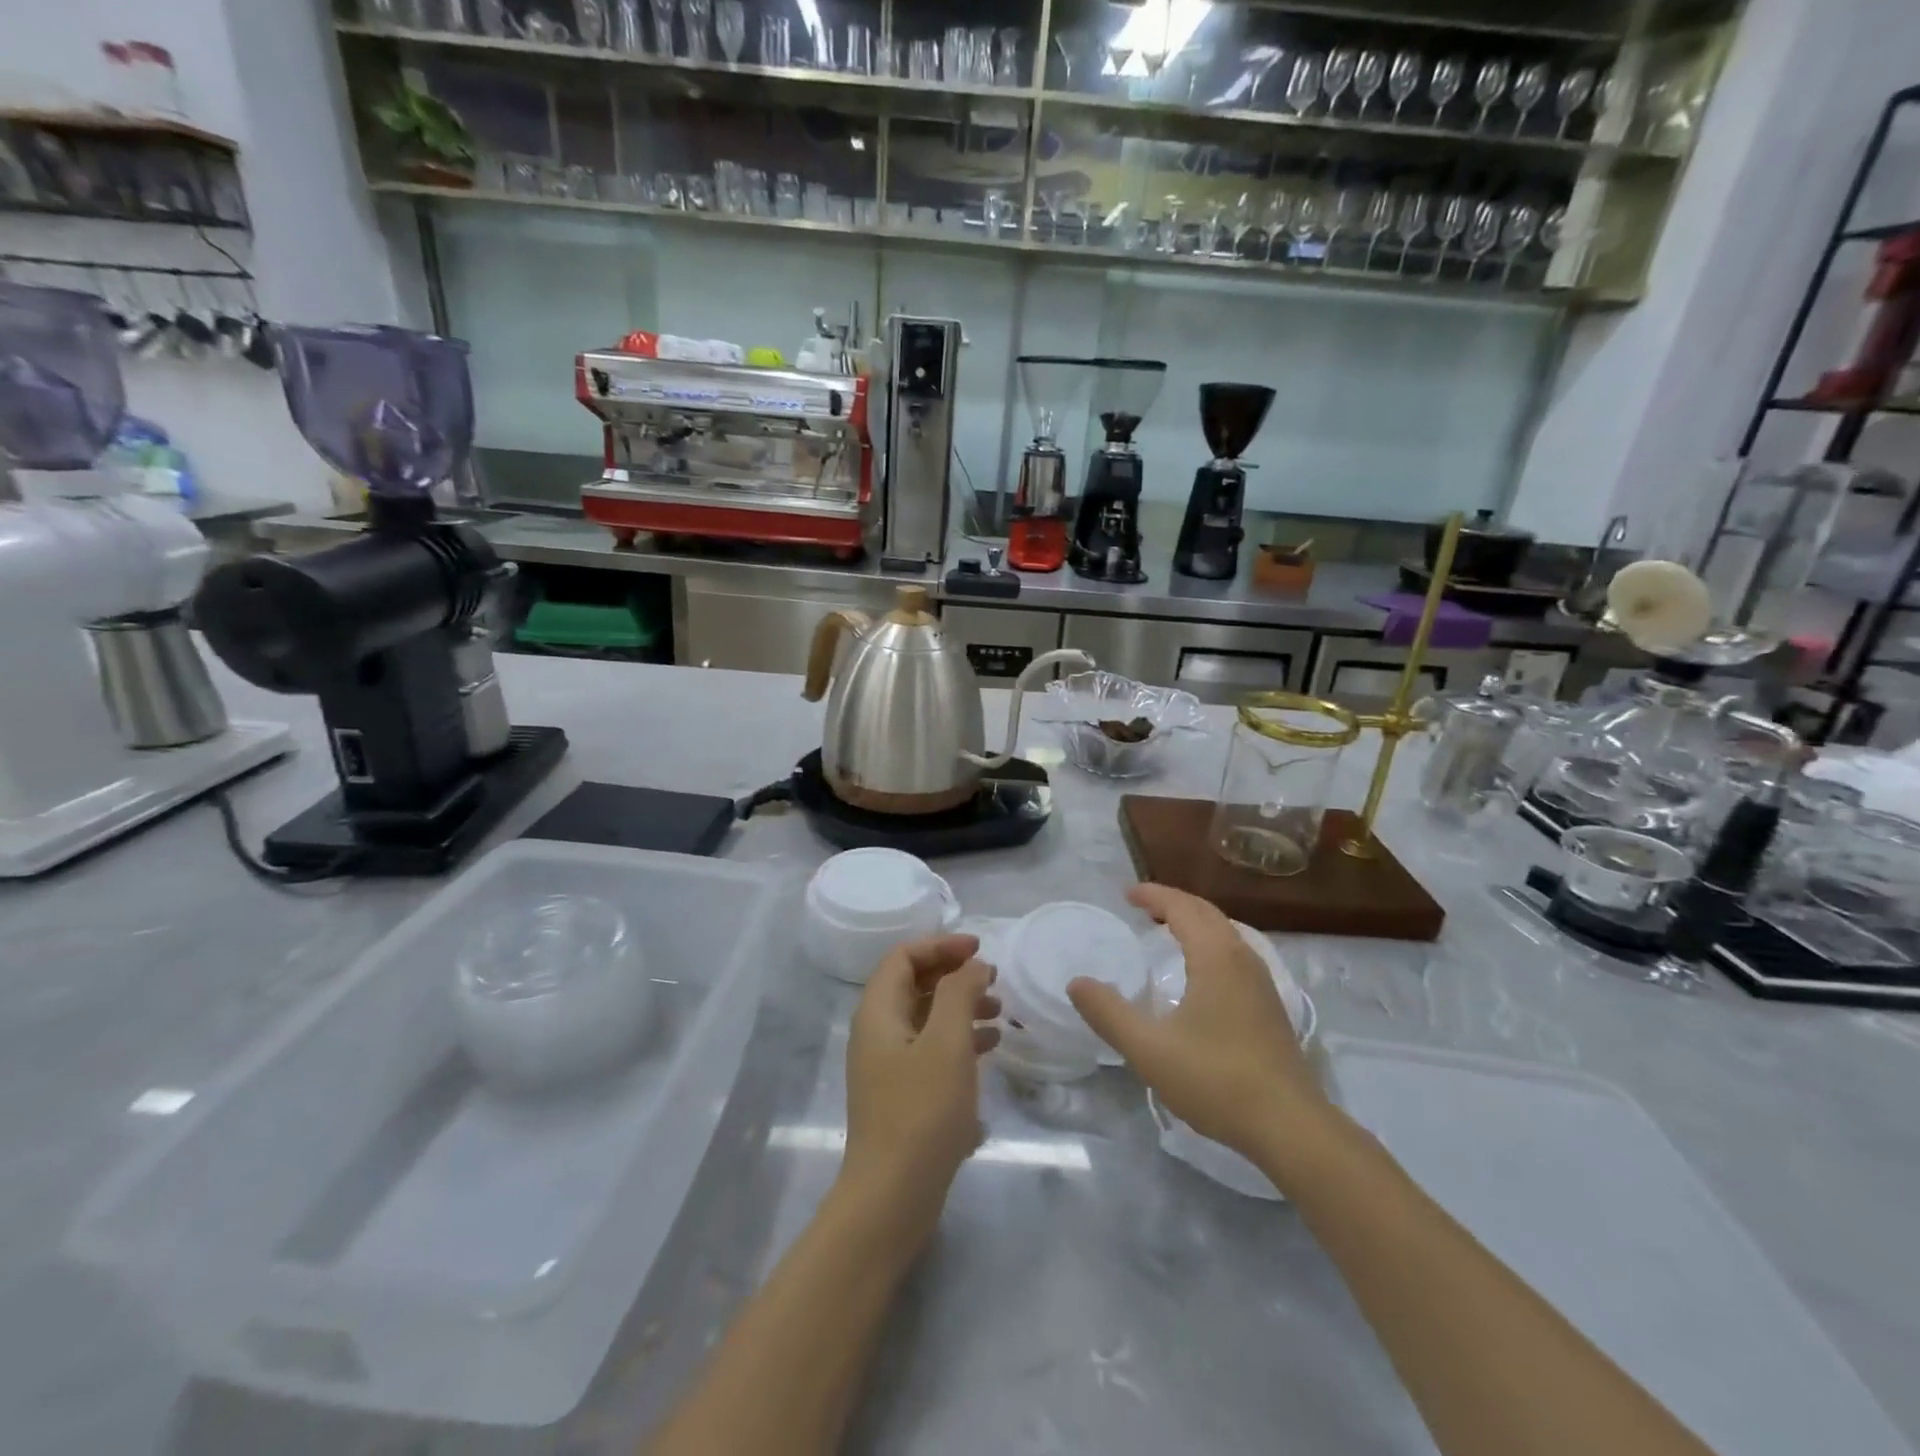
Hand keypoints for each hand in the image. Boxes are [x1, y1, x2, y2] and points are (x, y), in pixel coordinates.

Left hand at [842, 934, 998, 1240]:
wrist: (892, 1198)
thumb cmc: (921, 1111)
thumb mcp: (947, 1043)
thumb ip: (959, 993)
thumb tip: (973, 964)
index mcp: (878, 1012)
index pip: (904, 956)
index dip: (941, 945)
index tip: (980, 949)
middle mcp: (877, 1032)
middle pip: (914, 984)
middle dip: (954, 975)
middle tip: (993, 980)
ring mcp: (887, 1065)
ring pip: (925, 1018)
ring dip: (961, 1007)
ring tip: (1000, 1013)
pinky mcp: (901, 1094)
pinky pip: (930, 1050)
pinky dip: (959, 1040)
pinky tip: (990, 1049)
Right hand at [1067, 884, 1330, 1164]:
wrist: (1290, 1127)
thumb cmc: (1217, 1080)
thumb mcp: (1149, 1049)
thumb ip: (1109, 1013)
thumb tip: (1076, 983)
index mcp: (1215, 957)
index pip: (1182, 908)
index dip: (1154, 895)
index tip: (1126, 894)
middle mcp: (1242, 959)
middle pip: (1207, 913)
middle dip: (1174, 903)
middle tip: (1142, 907)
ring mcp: (1261, 983)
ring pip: (1225, 933)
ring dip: (1194, 922)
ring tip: (1166, 931)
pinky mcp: (1269, 1007)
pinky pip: (1234, 954)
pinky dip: (1209, 944)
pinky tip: (1198, 973)